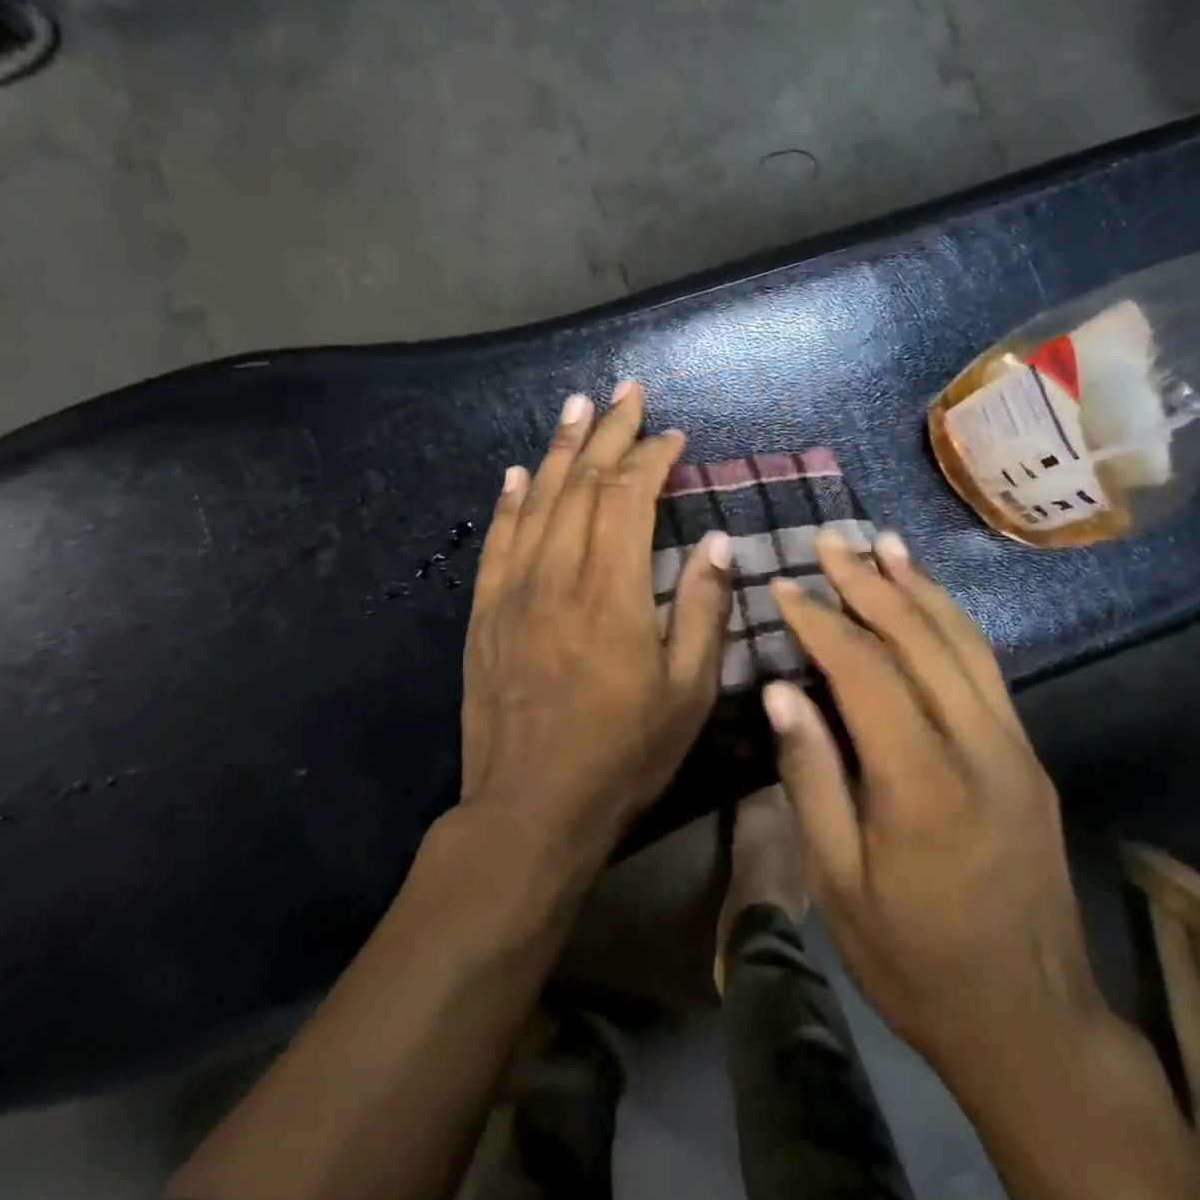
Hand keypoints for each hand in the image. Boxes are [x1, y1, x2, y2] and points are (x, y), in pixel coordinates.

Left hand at [460, 381, 731, 865]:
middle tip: (625, 390)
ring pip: (536, 501)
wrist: (531, 809)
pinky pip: (496, 541)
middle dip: (607, 432)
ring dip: (559, 448)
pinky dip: (510, 501)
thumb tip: (715, 541)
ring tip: (575, 406)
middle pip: (581, 483)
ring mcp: (514, 592)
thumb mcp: (688, 692)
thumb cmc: (624, 754)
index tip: (673, 436)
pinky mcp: (485, 614)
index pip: (630, 498)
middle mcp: (558, 575)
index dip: (652, 458)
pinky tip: (518, 472)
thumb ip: (704, 610)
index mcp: (612, 591)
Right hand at [763, 530, 1098, 1077]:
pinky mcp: (1029, 756)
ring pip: (964, 642)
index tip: (785, 588)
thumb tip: (782, 692)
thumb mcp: (839, 887)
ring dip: (919, 587)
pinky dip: (953, 622)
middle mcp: (978, 747)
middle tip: (831, 540)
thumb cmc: (915, 962)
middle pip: (920, 639)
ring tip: (884, 544)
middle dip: (869, 583)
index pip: (865, 672)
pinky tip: (929, 602)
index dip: (821, 623)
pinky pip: (987, 669)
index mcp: (922, 784)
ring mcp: (1014, 746)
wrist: (1031, 1020)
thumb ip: (812, 779)